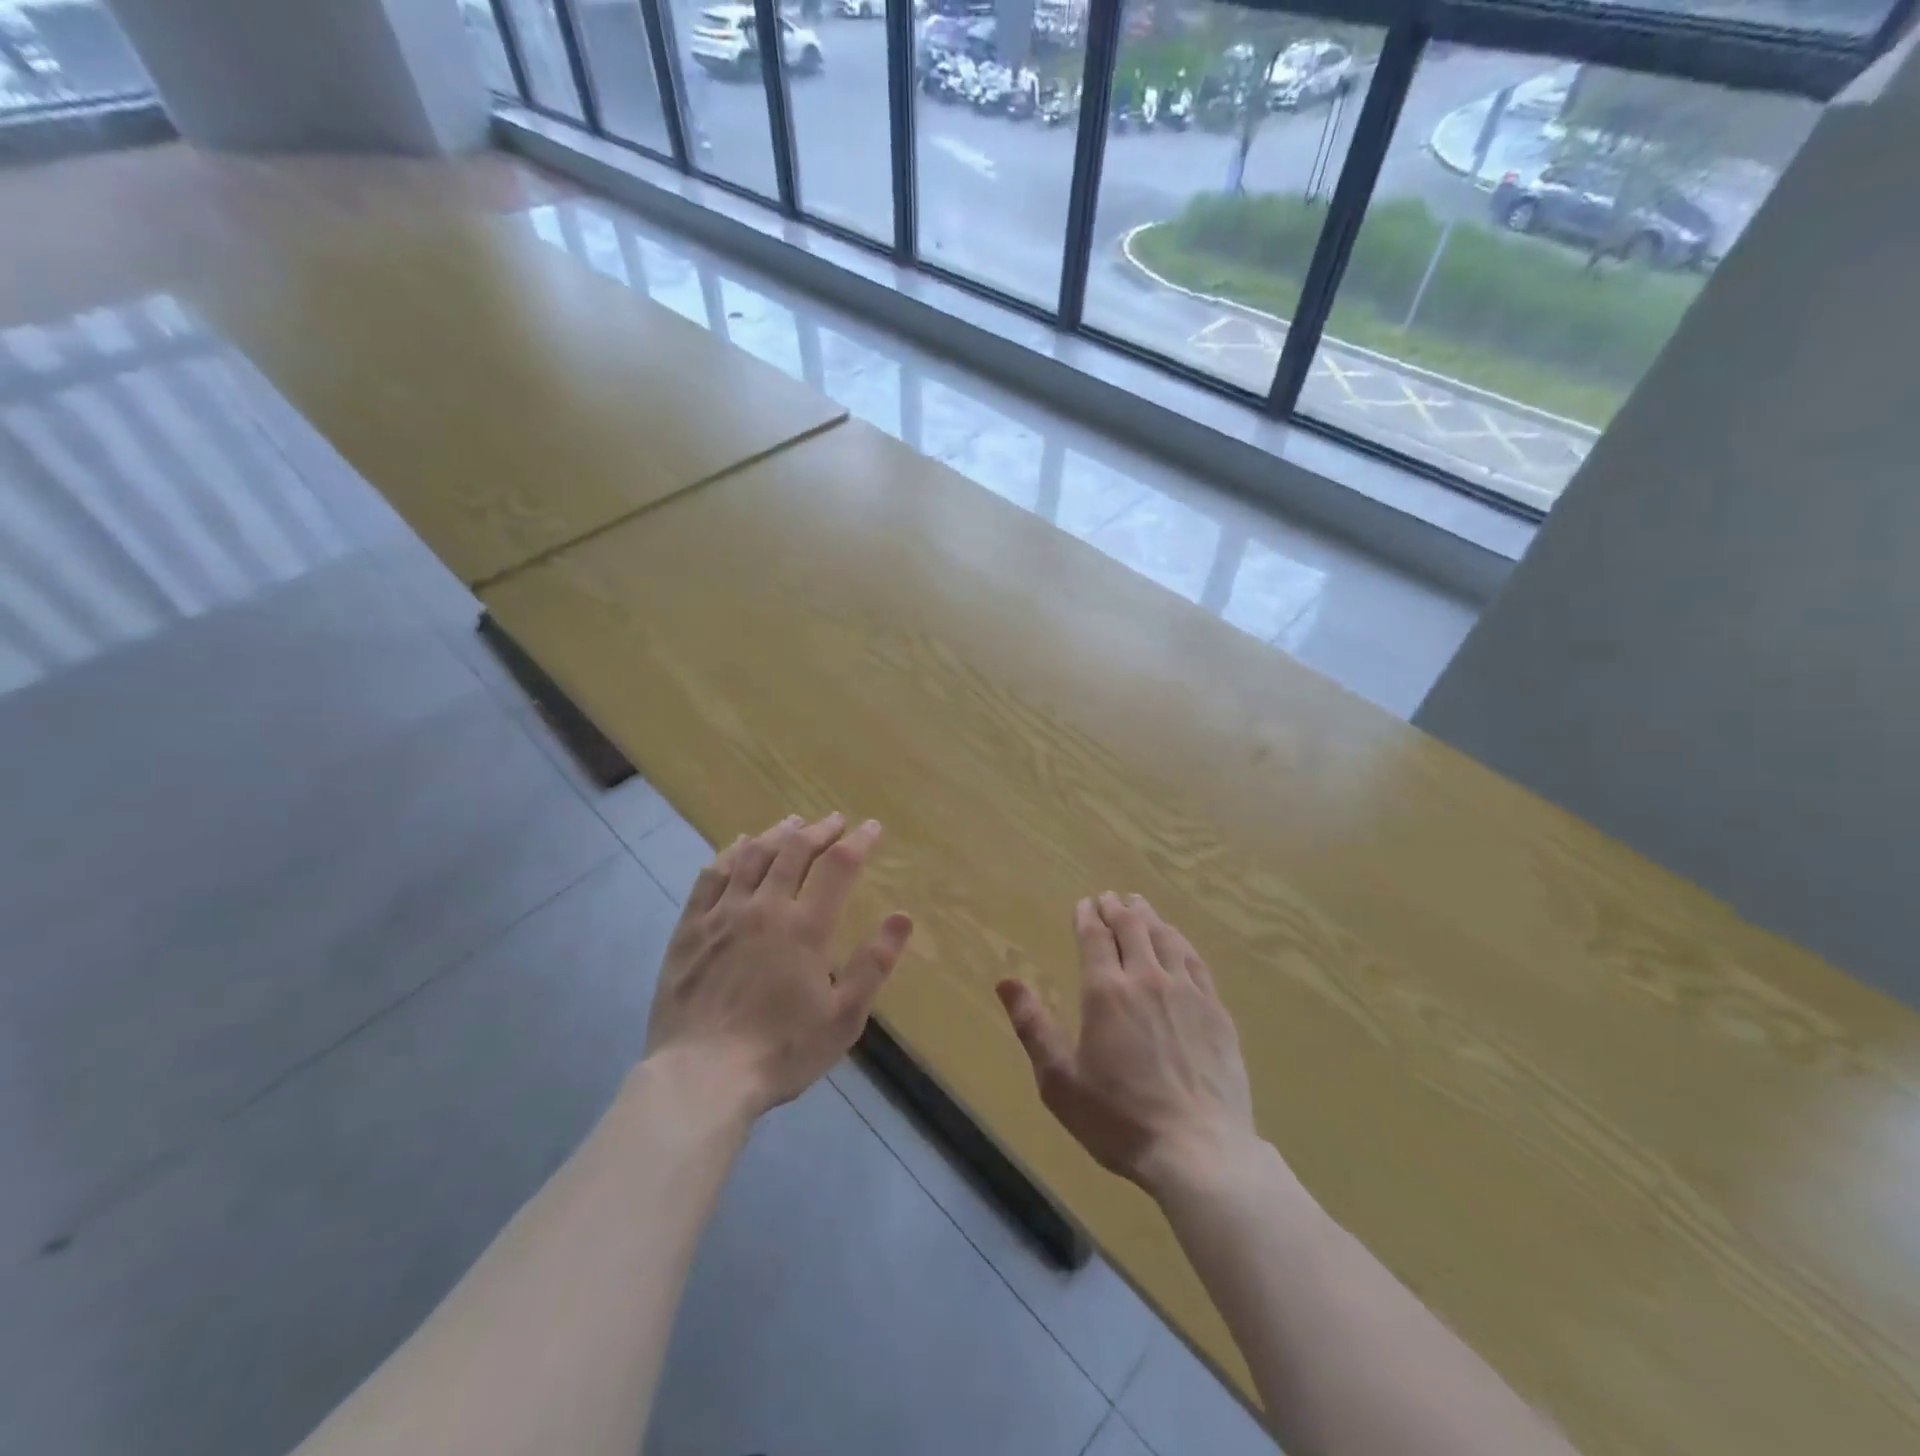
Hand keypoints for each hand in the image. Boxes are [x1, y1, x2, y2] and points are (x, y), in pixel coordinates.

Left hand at [645, 813, 912, 1119]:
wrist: (702, 1077)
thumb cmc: (781, 1051)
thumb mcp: (843, 1017)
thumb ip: (874, 965)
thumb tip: (904, 916)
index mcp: (806, 927)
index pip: (839, 866)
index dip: (859, 841)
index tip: (872, 827)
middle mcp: (765, 908)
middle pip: (795, 851)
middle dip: (820, 830)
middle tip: (835, 820)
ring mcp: (723, 915)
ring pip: (752, 856)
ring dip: (777, 834)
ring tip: (792, 822)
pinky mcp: (690, 929)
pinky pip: (710, 878)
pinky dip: (727, 855)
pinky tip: (736, 846)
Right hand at [997, 893, 1255, 1197]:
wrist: (1199, 1151)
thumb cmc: (1119, 1119)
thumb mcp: (1059, 1080)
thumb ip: (1033, 1026)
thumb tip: (1006, 982)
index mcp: (1106, 992)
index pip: (1095, 937)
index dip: (1087, 916)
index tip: (1084, 903)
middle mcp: (1147, 979)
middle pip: (1132, 928)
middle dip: (1117, 908)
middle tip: (1110, 897)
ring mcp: (1187, 992)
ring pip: (1165, 937)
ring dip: (1149, 917)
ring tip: (1140, 904)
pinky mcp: (1216, 1011)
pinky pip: (1195, 961)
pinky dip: (1180, 941)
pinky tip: (1178, 941)